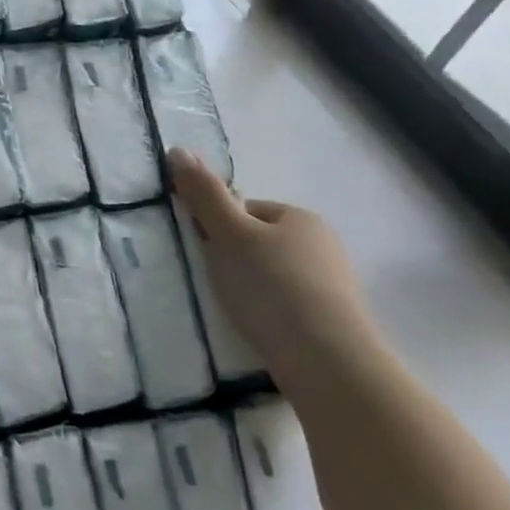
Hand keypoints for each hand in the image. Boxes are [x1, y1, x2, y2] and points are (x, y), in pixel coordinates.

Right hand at [168, 148, 382, 376]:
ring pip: (273, 276)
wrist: (326, 360)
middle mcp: (323, 245)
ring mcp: (332, 286)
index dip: (218, 227)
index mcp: (301, 217)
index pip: (247, 210)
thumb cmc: (271, 286)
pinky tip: (255, 329)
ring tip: (232, 311)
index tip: (203, 252)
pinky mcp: (332, 323)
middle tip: (213, 282)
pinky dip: (268, 313)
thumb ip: (204, 194)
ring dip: (250, 288)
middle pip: (260, 243)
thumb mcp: (228, 234)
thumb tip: (177, 149)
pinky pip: (287, 306)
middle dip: (234, 259)